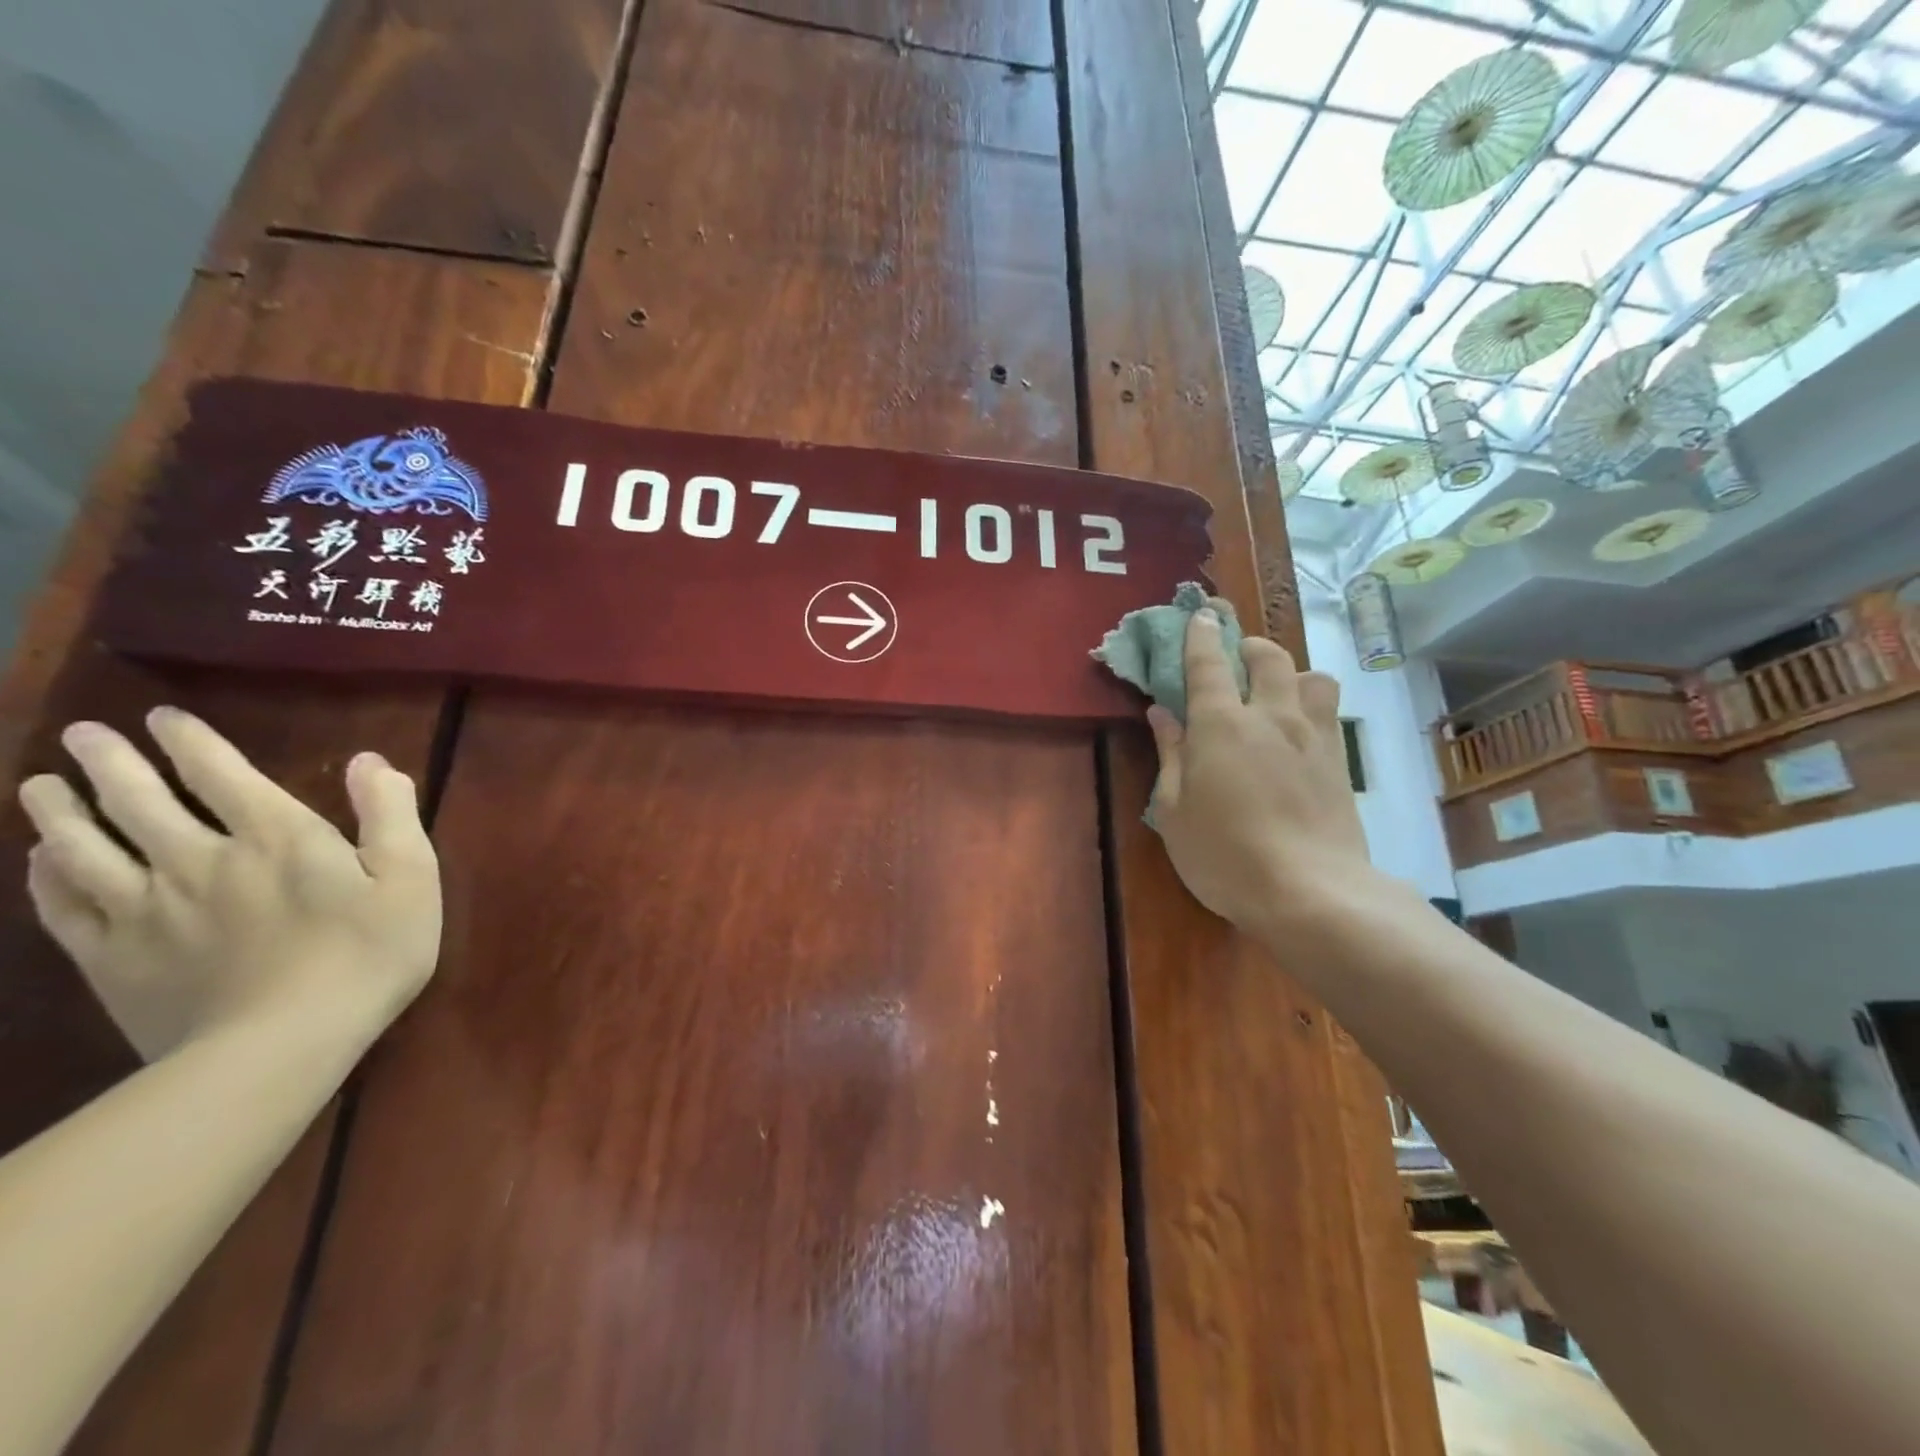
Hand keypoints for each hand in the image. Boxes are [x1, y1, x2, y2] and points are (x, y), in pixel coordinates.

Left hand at [17, 709, 440, 1060]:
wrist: (282, 1045)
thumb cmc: (368, 953)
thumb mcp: (412, 877)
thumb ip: (391, 814)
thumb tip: (371, 761)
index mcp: (275, 837)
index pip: (221, 773)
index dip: (190, 742)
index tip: (161, 718)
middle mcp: (198, 859)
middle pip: (139, 800)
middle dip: (109, 763)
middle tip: (82, 735)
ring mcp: (146, 909)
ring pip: (86, 847)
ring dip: (60, 810)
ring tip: (40, 786)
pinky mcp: (113, 958)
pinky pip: (64, 906)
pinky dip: (45, 876)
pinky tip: (40, 861)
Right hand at [1145, 608, 1375, 934]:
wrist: (1310, 892)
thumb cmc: (1224, 854)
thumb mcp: (1174, 809)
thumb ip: (1170, 754)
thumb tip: (1161, 712)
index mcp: (1222, 724)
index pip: (1209, 663)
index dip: (1201, 635)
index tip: (1199, 615)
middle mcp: (1271, 717)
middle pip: (1268, 656)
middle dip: (1249, 646)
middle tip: (1235, 657)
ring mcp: (1313, 737)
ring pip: (1312, 676)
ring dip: (1291, 672)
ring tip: (1275, 693)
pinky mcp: (1340, 762)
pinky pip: (1328, 713)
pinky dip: (1309, 706)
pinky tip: (1297, 732)